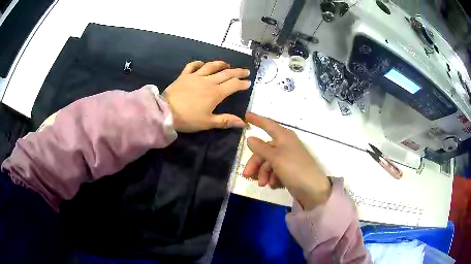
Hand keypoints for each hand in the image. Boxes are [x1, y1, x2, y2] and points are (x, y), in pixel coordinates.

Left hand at [162, 61, 250, 132]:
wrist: (165, 112)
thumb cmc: (188, 119)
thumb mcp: (208, 123)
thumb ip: (226, 121)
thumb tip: (244, 123)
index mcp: (215, 93)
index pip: (233, 85)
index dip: (242, 83)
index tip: (248, 83)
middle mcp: (208, 81)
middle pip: (226, 73)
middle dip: (238, 72)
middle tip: (246, 71)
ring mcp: (195, 76)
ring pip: (211, 66)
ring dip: (221, 64)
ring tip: (228, 64)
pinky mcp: (184, 76)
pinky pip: (192, 66)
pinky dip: (199, 63)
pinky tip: (202, 64)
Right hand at [242, 112, 331, 209]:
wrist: (312, 189)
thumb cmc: (294, 168)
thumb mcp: (275, 157)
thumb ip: (261, 148)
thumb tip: (250, 138)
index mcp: (284, 136)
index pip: (268, 124)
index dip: (257, 120)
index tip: (245, 116)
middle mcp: (285, 145)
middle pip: (264, 149)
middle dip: (255, 162)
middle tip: (247, 175)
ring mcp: (287, 158)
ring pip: (268, 162)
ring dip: (263, 173)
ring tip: (263, 184)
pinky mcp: (289, 170)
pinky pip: (275, 170)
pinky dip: (271, 177)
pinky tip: (273, 185)